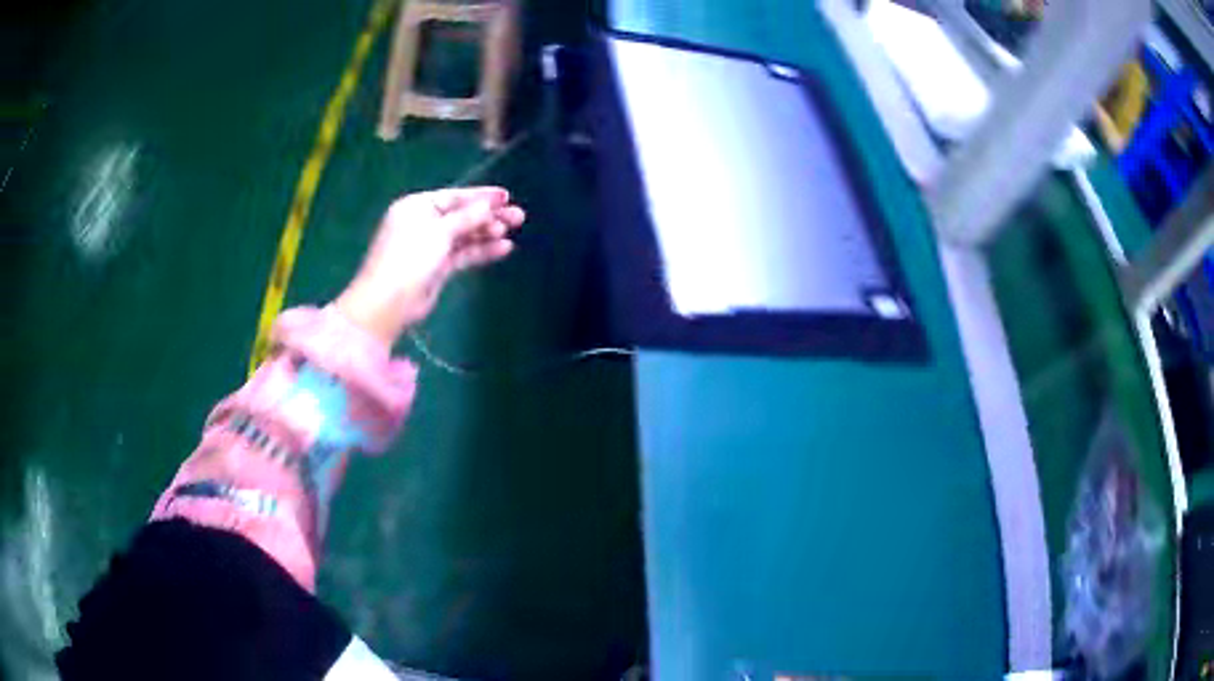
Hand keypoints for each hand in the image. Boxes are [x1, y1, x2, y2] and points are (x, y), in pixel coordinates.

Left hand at [334, 187, 524, 345]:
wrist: (388, 303)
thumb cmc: (409, 258)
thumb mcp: (439, 232)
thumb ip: (467, 217)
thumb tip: (489, 205)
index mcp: (417, 207)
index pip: (454, 197)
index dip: (481, 196)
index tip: (507, 197)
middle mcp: (423, 223)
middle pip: (461, 215)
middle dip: (489, 215)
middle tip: (518, 216)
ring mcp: (430, 246)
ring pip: (464, 235)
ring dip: (487, 232)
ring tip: (513, 231)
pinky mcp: (437, 268)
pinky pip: (463, 254)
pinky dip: (481, 250)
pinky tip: (503, 248)